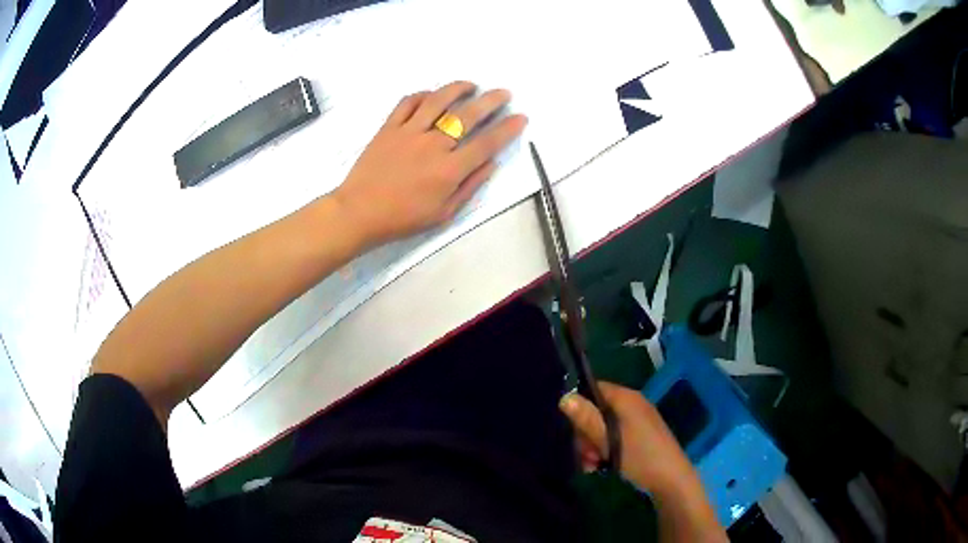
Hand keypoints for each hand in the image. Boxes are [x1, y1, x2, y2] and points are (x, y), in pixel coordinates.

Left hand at [333, 81, 527, 247]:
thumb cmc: (403, 218)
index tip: (521, 117)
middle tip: (504, 92)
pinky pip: (407, 103)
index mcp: (449, 170)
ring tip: (470, 85)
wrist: (359, 212)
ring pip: (438, 100)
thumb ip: (470, 186)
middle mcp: (433, 145)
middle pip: (467, 115)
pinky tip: (431, 95)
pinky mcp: (388, 127)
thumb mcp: (444, 213)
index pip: (486, 143)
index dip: (507, 129)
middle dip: (491, 101)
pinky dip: (422, 94)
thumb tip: (491, 163)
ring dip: (458, 88)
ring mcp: (409, 132)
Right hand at [559, 382, 700, 499]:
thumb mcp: (609, 440)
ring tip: (592, 465)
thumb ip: (587, 419)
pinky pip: (613, 438)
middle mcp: (631, 405)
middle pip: (596, 411)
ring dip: (592, 447)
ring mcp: (636, 422)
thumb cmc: (640, 456)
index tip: (574, 430)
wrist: (671, 479)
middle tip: (586, 455)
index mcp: (626, 398)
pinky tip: (599, 467)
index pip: (594, 389)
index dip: (579, 407)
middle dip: (585, 435)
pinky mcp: (638, 437)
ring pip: (602, 428)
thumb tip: (564, 397)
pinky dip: (604, 451)